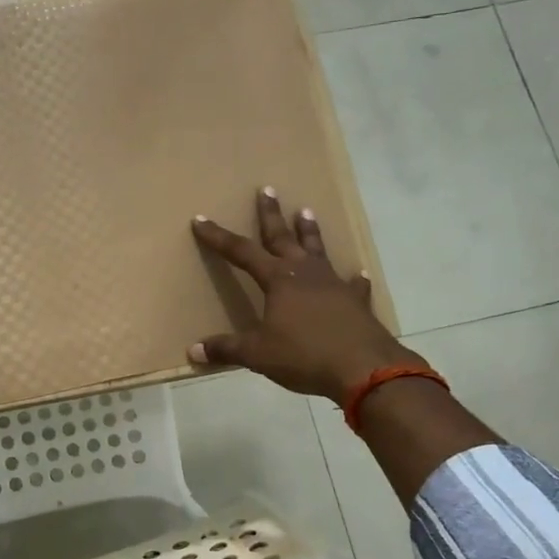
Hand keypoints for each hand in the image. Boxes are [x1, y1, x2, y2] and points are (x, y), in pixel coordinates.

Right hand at [190, 188, 425, 401]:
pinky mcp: (356, 302)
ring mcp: (334, 285)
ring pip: (317, 250)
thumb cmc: (304, 355)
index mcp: (278, 280)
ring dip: (309, 231)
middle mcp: (305, 273)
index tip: (201, 220)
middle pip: (283, 237)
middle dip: (271, 215)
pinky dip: (353, 278)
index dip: (219, 237)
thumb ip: (227, 349)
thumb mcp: (258, 354)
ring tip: (305, 211)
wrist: (363, 368)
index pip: (241, 252)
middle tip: (267, 189)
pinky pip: (353, 285)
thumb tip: (194, 351)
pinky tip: (357, 273)